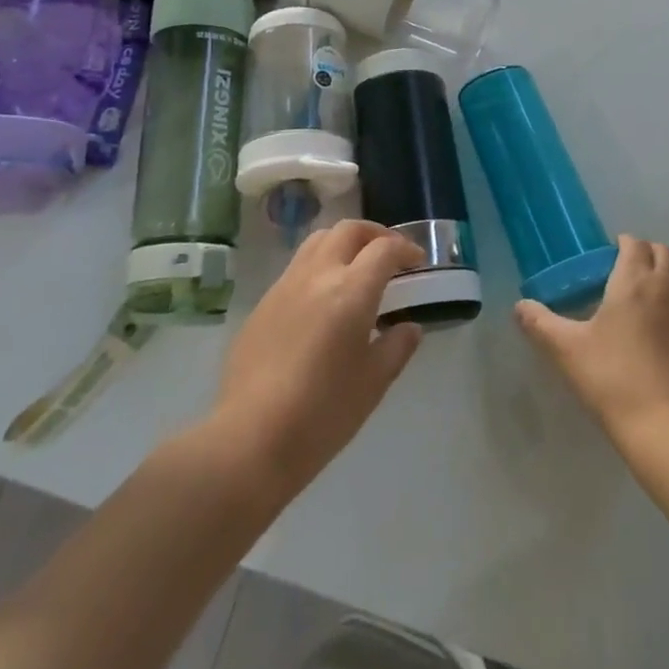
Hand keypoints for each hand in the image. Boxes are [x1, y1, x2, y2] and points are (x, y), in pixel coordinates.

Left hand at [213, 220, 424, 495]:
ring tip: (356, 269)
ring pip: (317, 241)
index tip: (418, 262)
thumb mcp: (373, 383)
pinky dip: (319, 267)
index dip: (406, 248)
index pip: (384, 249)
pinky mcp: (262, 304)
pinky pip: (296, 268)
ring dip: (344, 244)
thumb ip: (397, 347)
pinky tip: (323, 300)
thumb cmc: (323, 413)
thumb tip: (409, 327)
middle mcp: (317, 275)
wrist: (250, 438)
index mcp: (350, 291)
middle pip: (348, 230)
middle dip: (374, 234)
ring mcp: (285, 286)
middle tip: (389, 255)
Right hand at [515, 234, 668, 444]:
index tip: (610, 254)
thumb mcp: (566, 350)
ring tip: (653, 296)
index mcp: (634, 281)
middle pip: (664, 254)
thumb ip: (540, 323)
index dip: (623, 243)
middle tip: (629, 271)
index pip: (634, 244)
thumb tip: (520, 307)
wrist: (667, 427)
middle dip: (648, 254)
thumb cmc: (612, 379)